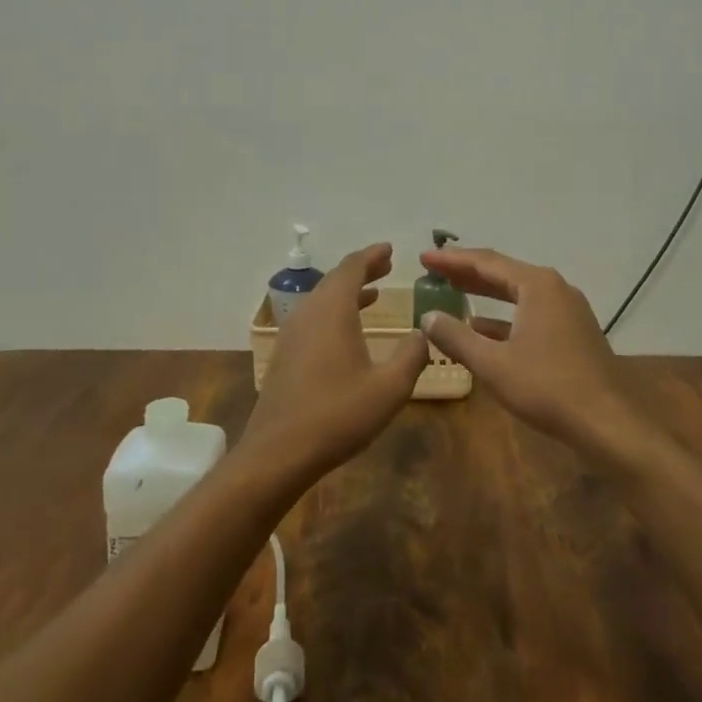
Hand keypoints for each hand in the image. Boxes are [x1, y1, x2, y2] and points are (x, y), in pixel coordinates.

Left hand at [239, 242, 428, 481]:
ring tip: (374, 292)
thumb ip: (412, 356)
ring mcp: (292, 335)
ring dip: (348, 292)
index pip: (352, 268)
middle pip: (335, 280)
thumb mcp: (389, 388)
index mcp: (332, 311)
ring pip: (322, 300)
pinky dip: (335, 311)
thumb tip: (423, 333)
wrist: (278, 452)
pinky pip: (314, 318)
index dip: (372, 255)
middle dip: (362, 270)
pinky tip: (349, 331)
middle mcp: (309, 314)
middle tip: (386, 266)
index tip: (390, 249)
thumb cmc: (338, 416)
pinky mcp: (286, 355)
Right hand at [417, 248, 647, 465]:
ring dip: (485, 294)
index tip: (424, 258)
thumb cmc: (547, 387)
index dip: (452, 260)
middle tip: (434, 271)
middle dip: (467, 273)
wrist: (607, 422)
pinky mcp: (573, 331)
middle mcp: (555, 288)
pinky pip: (530, 312)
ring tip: (453, 292)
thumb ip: (456, 337)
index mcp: (537, 286)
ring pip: (518, 293)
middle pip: (503, 273)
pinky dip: (504, 317)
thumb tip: (428, 317)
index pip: (486, 262)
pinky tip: (482, 328)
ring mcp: (568, 310)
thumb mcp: (493, 364)